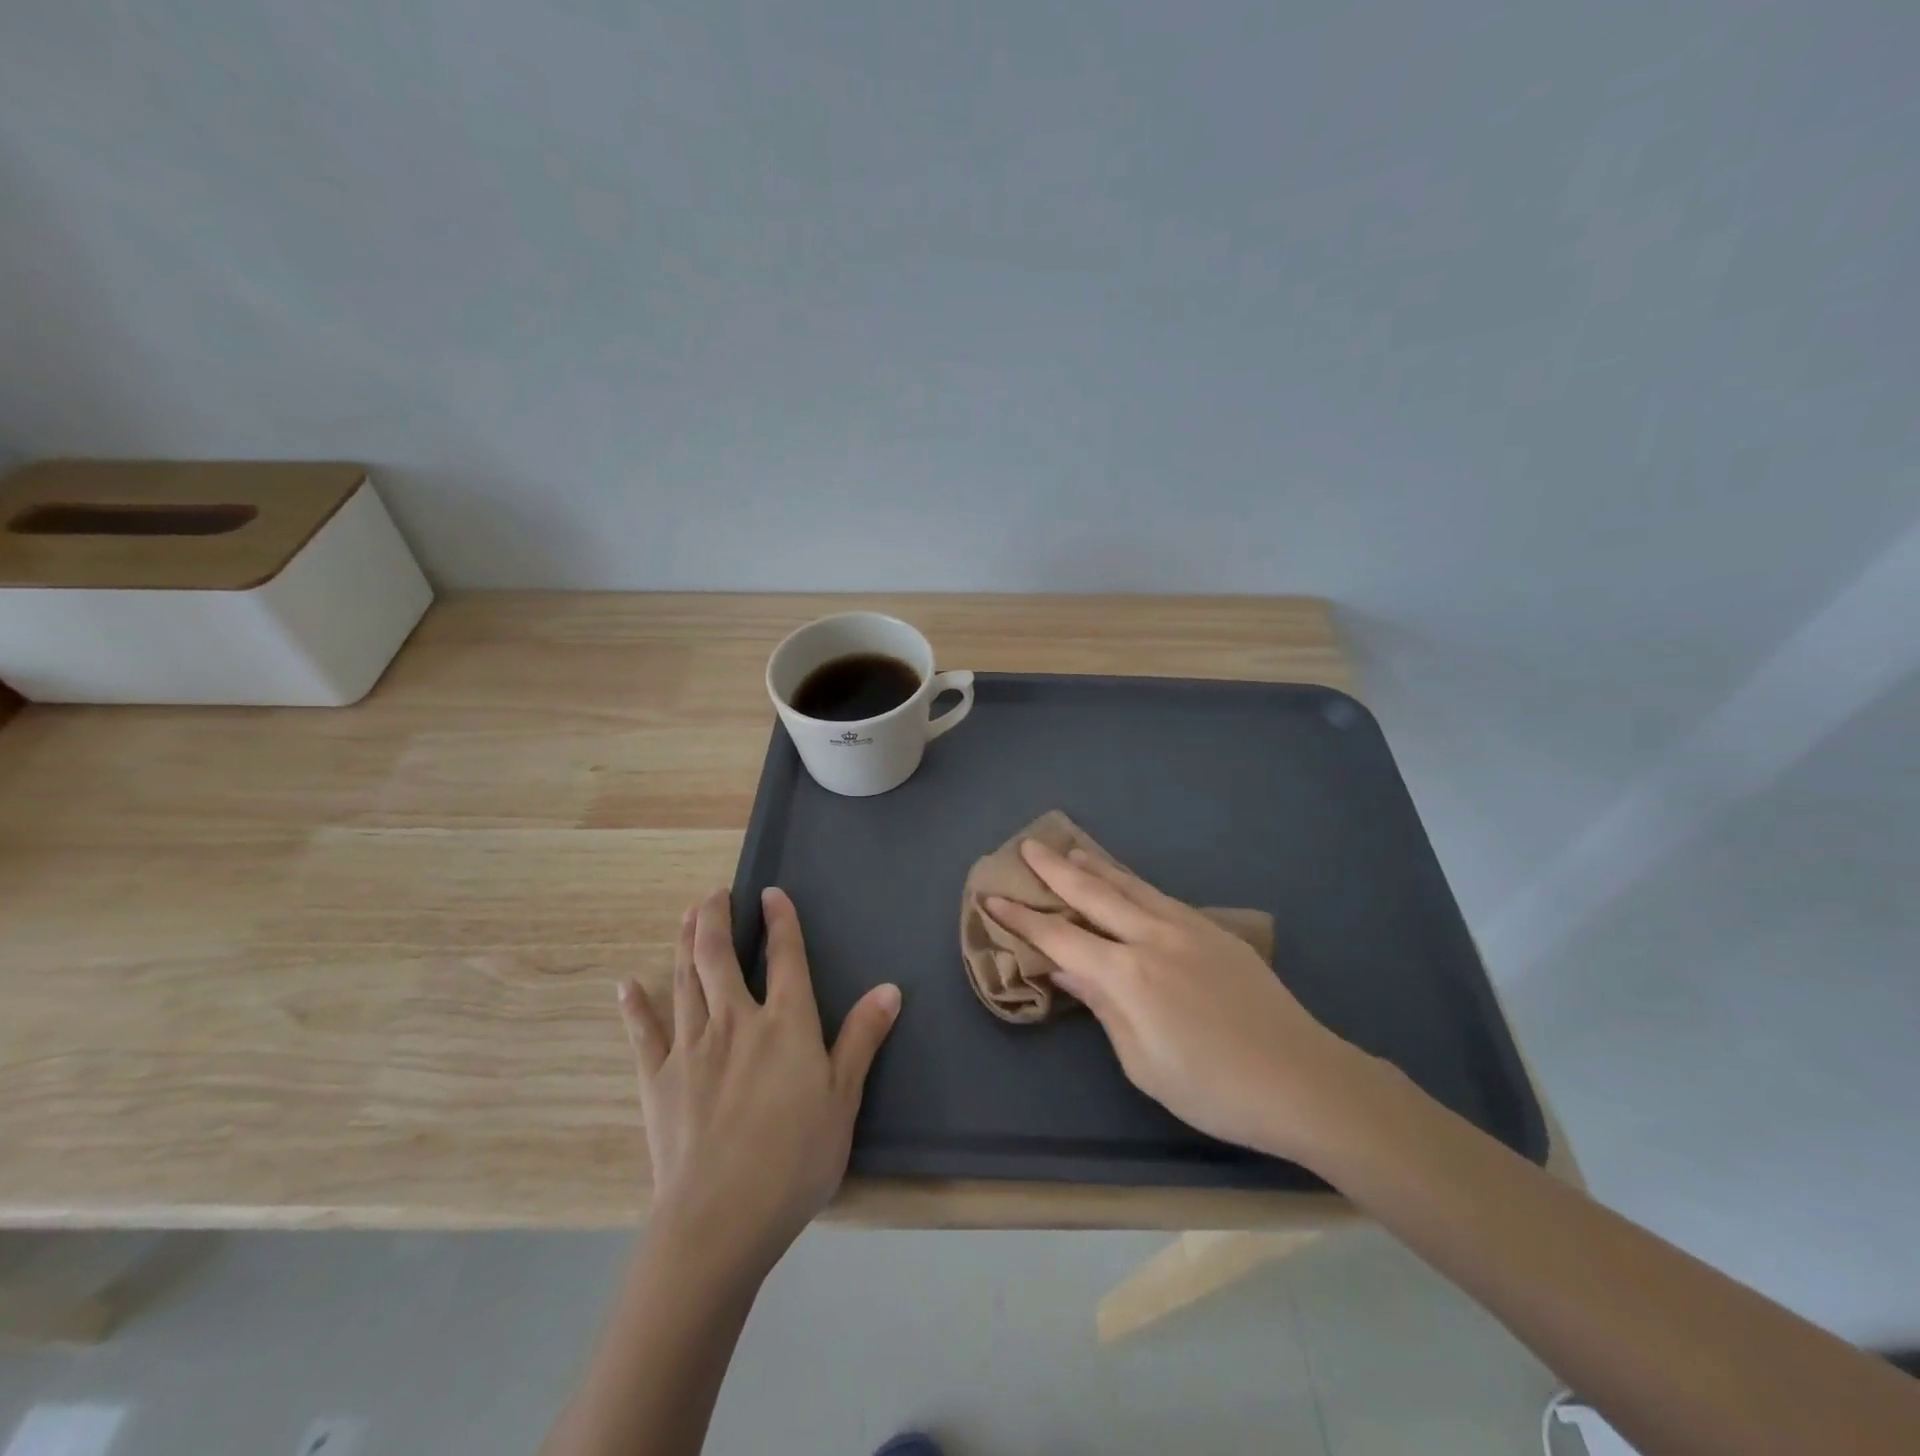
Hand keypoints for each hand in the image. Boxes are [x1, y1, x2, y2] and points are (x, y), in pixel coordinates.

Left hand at [616, 886, 900, 1274]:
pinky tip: (626, 985)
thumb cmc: (795, 1158)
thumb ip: (863, 1038)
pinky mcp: (657, 1080)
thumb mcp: (843, 1098)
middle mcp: (735, 1021)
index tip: (770, 893)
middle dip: (716, 918)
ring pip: (685, 981)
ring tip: (687, 916)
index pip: (784, 957)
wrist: (721, 1218)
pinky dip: (635, 1007)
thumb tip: (889, 988)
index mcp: (784, 1024)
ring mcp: (691, 1048)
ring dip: (685, 943)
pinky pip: (644, 1034)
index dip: (780, 921)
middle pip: (719, 957)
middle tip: (714, 894)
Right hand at [986, 840, 1369, 1164]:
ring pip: (1130, 885)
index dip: (1023, 919)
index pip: (1061, 937)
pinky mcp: (1214, 931)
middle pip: (1093, 893)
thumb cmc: (1212, 1088)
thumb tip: (1065, 967)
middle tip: (1027, 846)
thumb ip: (1101, 1005)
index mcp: (1128, 975)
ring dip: (1095, 866)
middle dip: (1054, 870)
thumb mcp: (1142, 1061)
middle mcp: (1152, 937)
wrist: (1302, 1078)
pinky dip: (1132, 882)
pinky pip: (1160, 896)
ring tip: (1070, 848)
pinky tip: (1126, 881)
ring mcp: (1187, 927)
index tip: (992, 898)